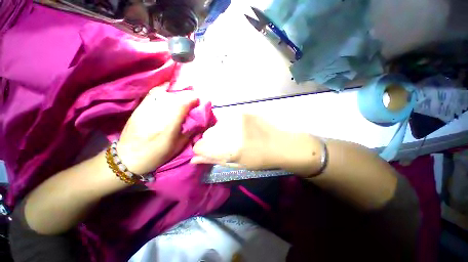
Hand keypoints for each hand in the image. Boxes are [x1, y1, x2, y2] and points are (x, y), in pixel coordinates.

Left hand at [117, 88, 198, 174]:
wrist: (129, 157)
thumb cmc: (157, 154)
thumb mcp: (179, 145)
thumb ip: (190, 131)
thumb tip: (198, 120)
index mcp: (169, 125)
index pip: (183, 103)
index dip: (193, 99)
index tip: (198, 101)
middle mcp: (158, 113)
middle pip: (175, 96)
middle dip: (187, 95)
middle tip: (192, 99)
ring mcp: (147, 108)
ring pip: (164, 92)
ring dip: (176, 92)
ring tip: (182, 96)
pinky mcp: (140, 107)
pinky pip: (153, 93)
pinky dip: (163, 90)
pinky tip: (168, 92)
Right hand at [191, 114, 322, 174]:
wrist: (282, 143)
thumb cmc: (260, 159)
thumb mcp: (237, 165)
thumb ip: (214, 160)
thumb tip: (193, 159)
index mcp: (230, 149)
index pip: (200, 146)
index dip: (201, 150)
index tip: (207, 152)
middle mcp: (230, 131)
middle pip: (207, 134)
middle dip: (212, 141)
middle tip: (225, 145)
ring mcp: (237, 118)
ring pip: (216, 125)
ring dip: (221, 132)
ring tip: (234, 136)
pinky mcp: (242, 111)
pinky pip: (227, 119)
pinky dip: (228, 125)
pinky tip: (240, 129)